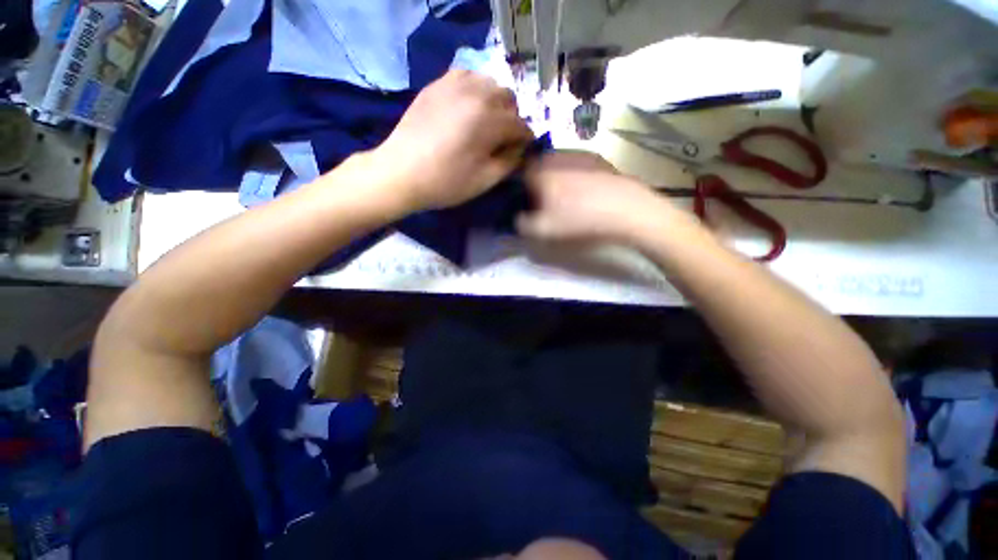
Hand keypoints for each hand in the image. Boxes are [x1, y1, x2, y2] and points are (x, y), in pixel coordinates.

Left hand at [371, 70, 533, 211]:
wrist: (401, 172)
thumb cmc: (446, 182)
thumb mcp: (485, 180)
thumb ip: (510, 161)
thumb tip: (521, 148)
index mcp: (489, 120)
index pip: (521, 125)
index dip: (524, 141)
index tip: (519, 152)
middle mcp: (476, 93)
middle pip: (508, 98)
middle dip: (511, 118)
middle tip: (501, 139)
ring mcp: (454, 84)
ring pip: (489, 83)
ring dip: (494, 102)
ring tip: (485, 122)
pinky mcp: (437, 84)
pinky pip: (466, 76)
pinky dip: (474, 90)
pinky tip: (467, 108)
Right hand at [516, 151, 668, 243]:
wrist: (626, 210)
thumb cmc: (578, 219)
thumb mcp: (542, 230)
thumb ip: (521, 224)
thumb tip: (519, 217)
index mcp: (539, 170)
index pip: (518, 174)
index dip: (520, 190)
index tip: (527, 205)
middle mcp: (556, 155)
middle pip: (538, 167)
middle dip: (538, 183)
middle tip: (546, 203)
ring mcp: (579, 154)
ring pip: (558, 165)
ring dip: (557, 179)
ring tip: (568, 199)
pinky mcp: (598, 158)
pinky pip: (577, 166)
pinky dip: (576, 177)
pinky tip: (586, 193)